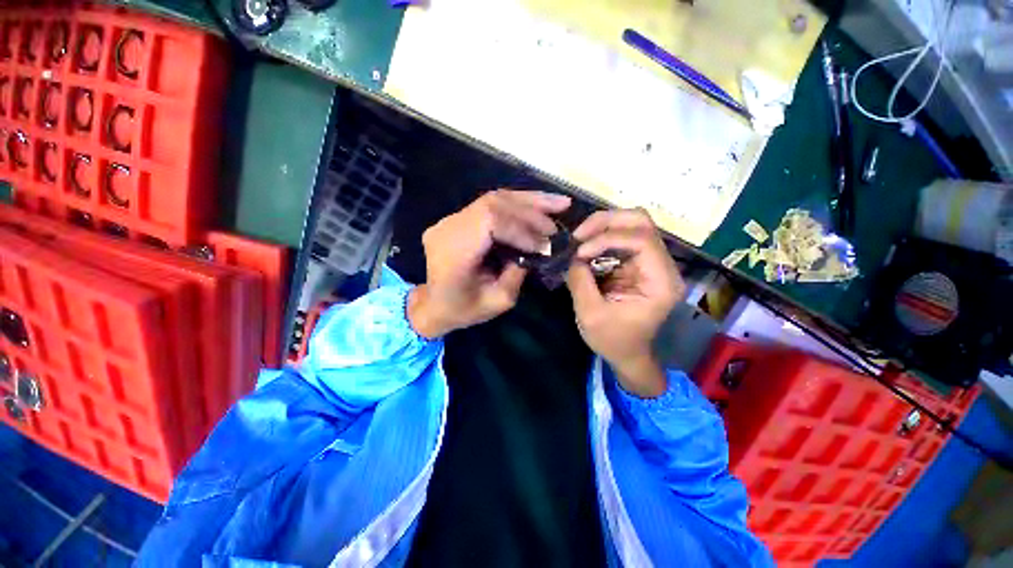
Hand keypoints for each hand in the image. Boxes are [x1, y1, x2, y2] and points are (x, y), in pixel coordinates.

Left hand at [408, 190, 571, 337]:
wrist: (434, 305)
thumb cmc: (464, 309)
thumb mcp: (498, 301)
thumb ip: (518, 273)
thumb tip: (538, 248)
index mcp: (453, 252)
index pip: (489, 222)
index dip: (521, 228)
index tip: (544, 244)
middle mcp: (448, 228)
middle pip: (493, 204)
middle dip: (530, 211)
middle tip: (559, 220)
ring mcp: (450, 219)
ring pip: (493, 199)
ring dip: (529, 201)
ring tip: (559, 203)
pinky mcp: (458, 218)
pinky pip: (490, 204)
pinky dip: (517, 204)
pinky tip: (539, 203)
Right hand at [565, 209, 684, 397]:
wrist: (626, 353)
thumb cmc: (613, 340)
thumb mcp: (590, 314)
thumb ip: (580, 281)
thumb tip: (574, 256)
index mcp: (661, 282)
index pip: (642, 240)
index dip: (608, 238)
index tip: (580, 252)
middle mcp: (662, 266)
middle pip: (641, 222)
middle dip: (606, 222)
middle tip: (579, 235)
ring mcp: (650, 263)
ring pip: (631, 225)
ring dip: (602, 228)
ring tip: (579, 241)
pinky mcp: (636, 264)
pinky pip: (620, 238)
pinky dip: (600, 238)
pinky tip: (585, 249)